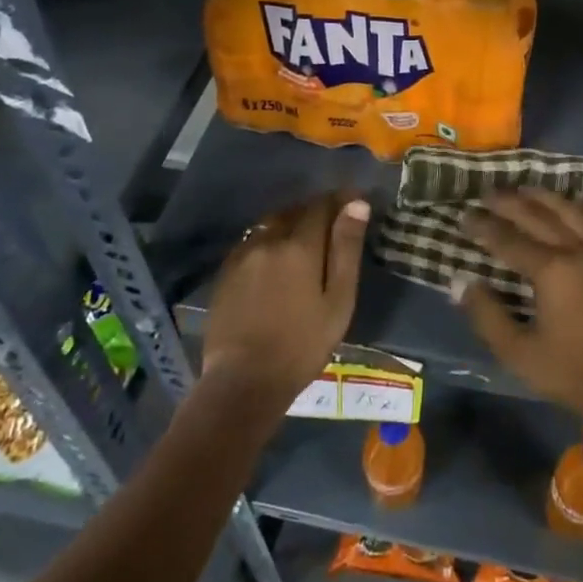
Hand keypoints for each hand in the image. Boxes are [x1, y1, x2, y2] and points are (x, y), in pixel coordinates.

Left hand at [202, 192, 368, 411]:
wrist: (243, 382)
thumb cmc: (302, 345)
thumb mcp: (338, 300)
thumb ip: (346, 249)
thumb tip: (357, 205)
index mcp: (300, 245)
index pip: (321, 205)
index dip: (339, 200)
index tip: (354, 201)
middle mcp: (268, 240)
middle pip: (294, 211)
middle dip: (314, 211)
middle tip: (331, 225)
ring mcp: (242, 255)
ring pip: (270, 224)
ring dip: (289, 224)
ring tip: (303, 241)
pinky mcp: (225, 272)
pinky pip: (251, 242)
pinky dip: (268, 241)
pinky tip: (274, 261)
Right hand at [453, 189, 582, 416]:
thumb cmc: (572, 371)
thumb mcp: (520, 353)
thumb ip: (487, 316)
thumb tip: (463, 283)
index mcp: (551, 270)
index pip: (508, 239)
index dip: (483, 227)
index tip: (464, 216)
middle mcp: (576, 250)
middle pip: (537, 215)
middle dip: (509, 203)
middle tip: (487, 194)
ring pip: (570, 210)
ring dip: (544, 196)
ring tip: (524, 189)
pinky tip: (575, 202)